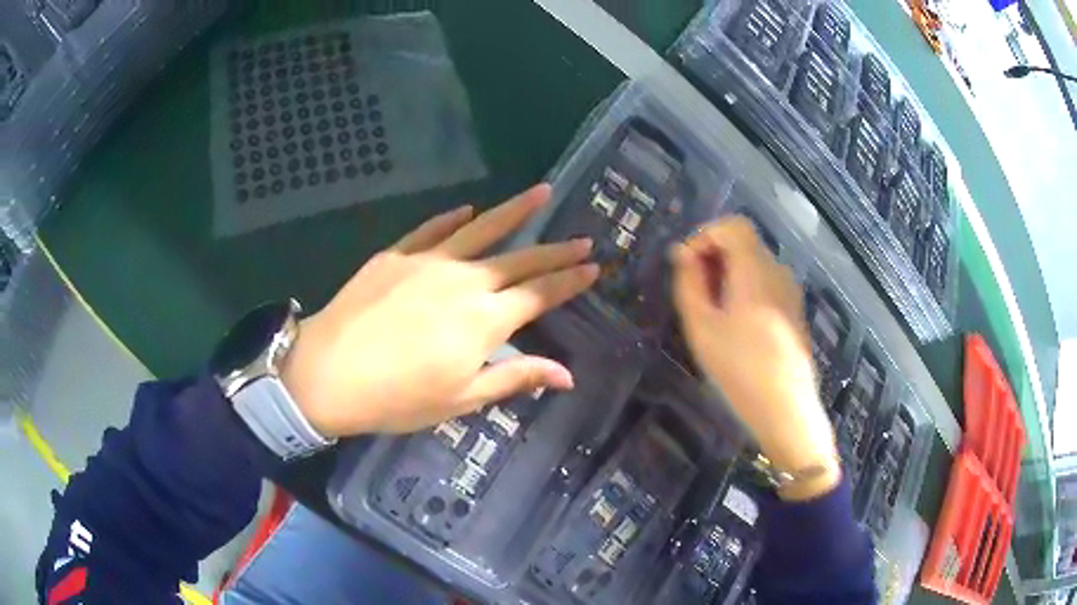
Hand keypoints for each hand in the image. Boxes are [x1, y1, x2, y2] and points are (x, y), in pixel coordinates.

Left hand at [281, 185, 598, 436]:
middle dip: (555, 249)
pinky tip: (467, 209)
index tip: (594, 265)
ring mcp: (429, 261)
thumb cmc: (398, 397)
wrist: (328, 373)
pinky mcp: (397, 255)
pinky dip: (453, 218)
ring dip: (515, 210)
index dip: (569, 280)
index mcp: (485, 320)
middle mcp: (465, 281)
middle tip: (583, 237)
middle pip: (520, 259)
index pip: (540, 294)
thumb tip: (567, 376)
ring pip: (482, 229)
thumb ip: (515, 378)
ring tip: (541, 192)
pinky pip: (432, 229)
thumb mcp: (461, 398)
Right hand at [672, 216, 839, 500]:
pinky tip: (737, 326)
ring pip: (755, 265)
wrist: (786, 409)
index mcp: (755, 269)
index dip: (705, 236)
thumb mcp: (702, 327)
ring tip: (713, 314)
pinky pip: (766, 284)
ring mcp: (791, 291)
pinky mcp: (795, 310)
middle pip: (744, 243)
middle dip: (714, 257)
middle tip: (694, 293)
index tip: (687, 267)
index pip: (732, 225)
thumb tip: (682, 253)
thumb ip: (689, 283)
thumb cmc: (739, 369)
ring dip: (729, 275)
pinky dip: (746, 289)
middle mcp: (778, 271)